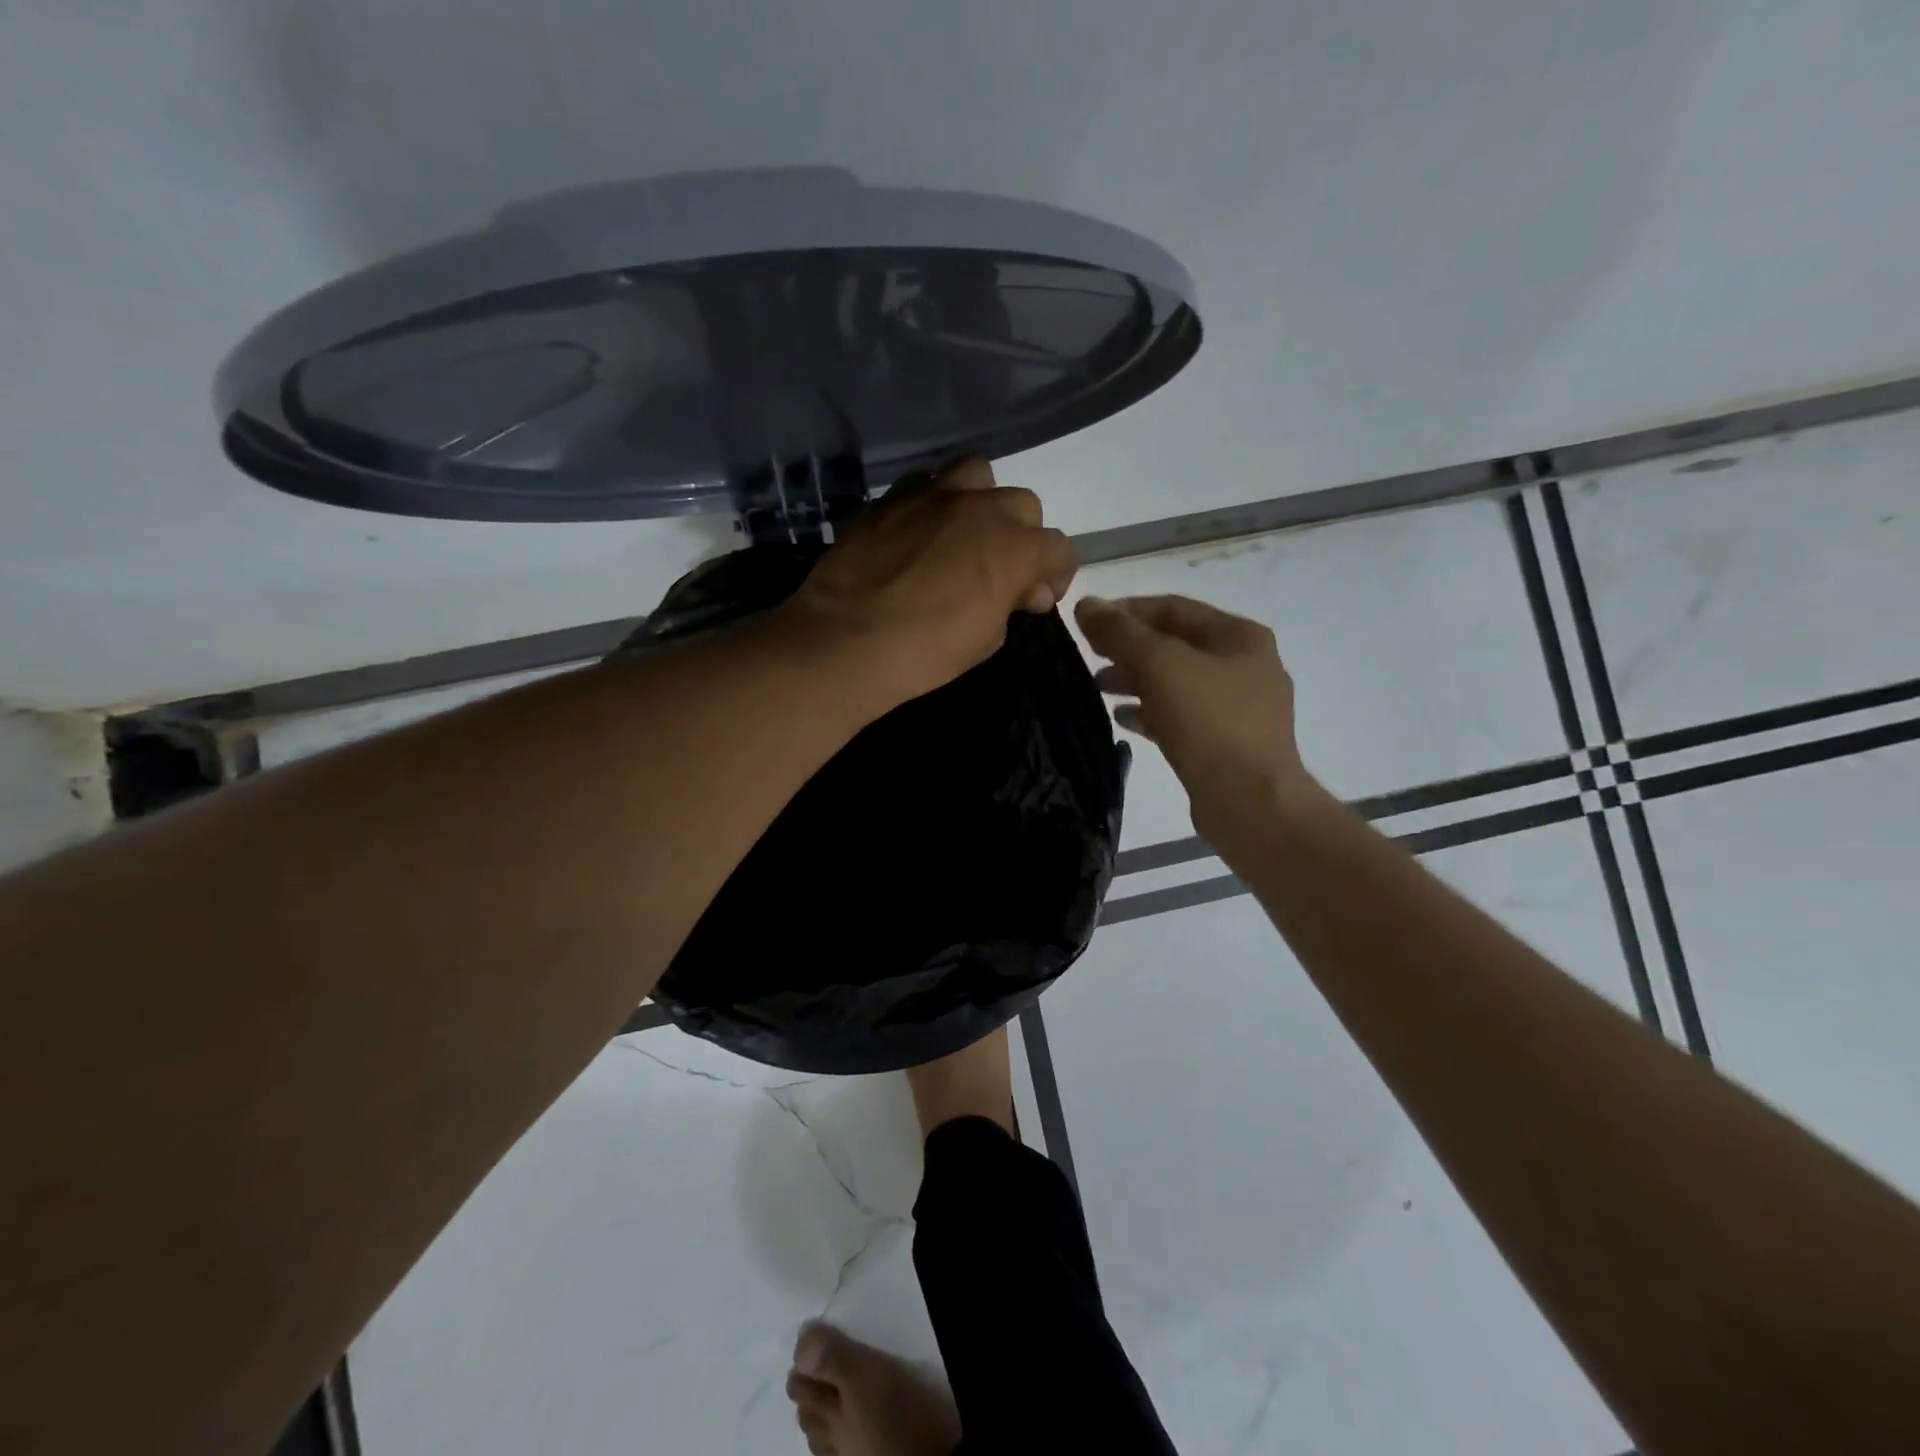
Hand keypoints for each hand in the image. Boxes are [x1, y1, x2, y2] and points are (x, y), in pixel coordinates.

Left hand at [781, 456, 1075, 708]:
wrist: (845, 642)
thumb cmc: (925, 652)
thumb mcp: (986, 639)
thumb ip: (1011, 602)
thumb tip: (1022, 589)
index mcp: (1013, 547)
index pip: (1058, 548)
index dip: (1055, 575)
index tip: (1037, 598)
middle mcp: (979, 507)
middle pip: (1022, 505)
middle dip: (1020, 537)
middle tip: (1000, 571)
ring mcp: (931, 495)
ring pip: (977, 473)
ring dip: (982, 500)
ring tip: (964, 533)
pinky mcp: (890, 499)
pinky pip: (925, 485)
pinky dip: (934, 504)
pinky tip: (920, 533)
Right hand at [1075, 594, 1323, 847]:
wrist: (1249, 801)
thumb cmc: (1209, 721)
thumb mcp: (1159, 665)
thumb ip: (1120, 632)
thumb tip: (1086, 604)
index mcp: (1239, 636)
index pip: (1174, 608)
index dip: (1128, 610)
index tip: (1088, 621)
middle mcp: (1246, 666)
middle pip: (1176, 644)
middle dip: (1129, 647)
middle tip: (1089, 654)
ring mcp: (1240, 708)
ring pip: (1176, 682)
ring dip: (1136, 680)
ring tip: (1098, 687)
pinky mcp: (1227, 744)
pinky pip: (1181, 717)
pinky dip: (1150, 711)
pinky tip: (1121, 718)